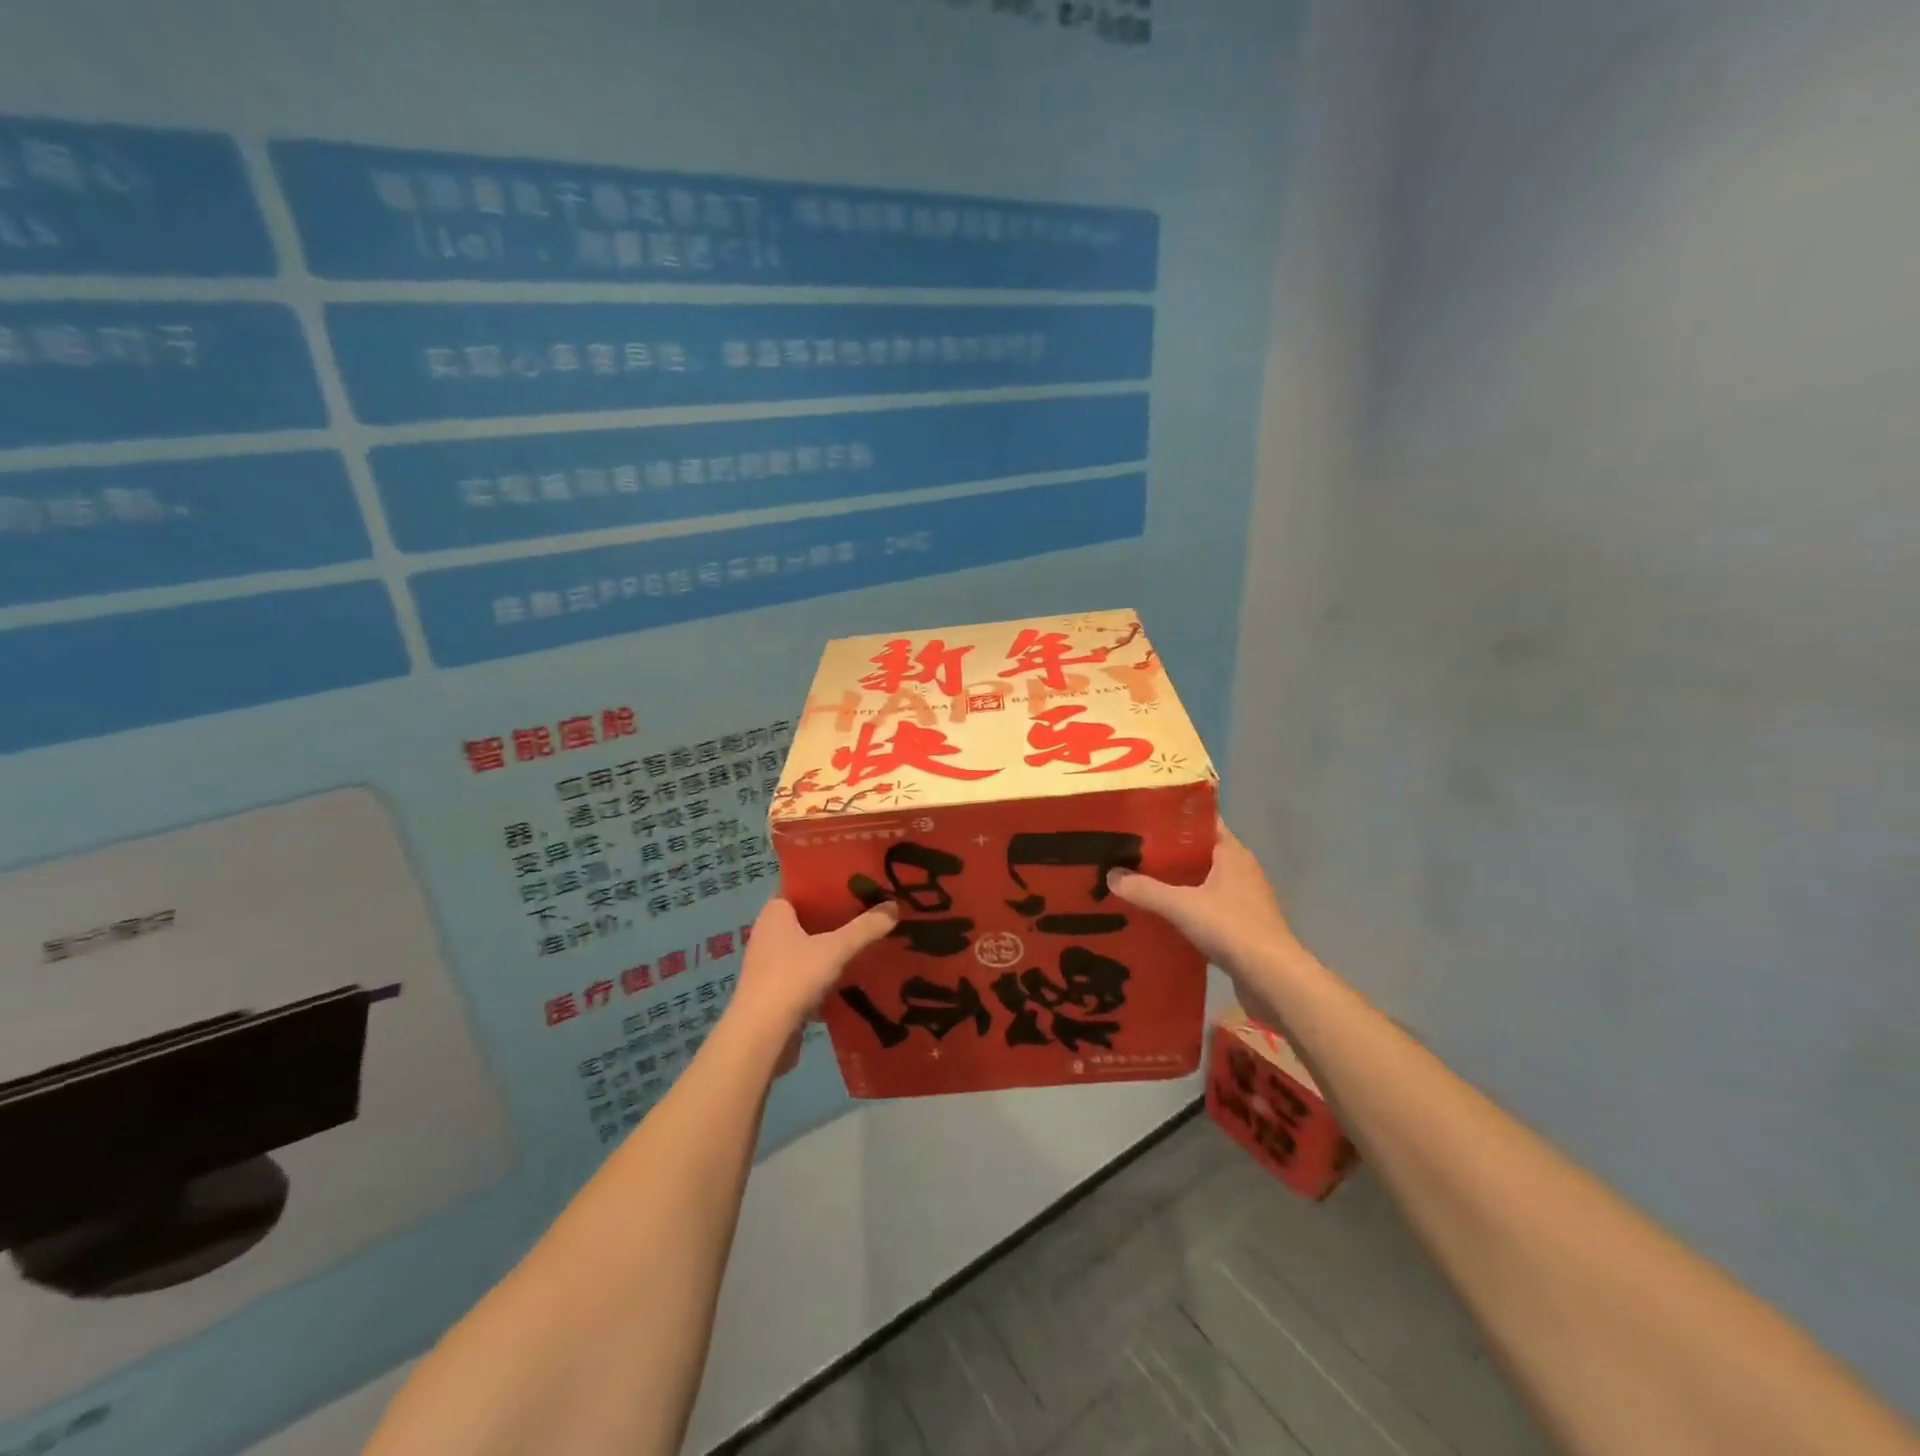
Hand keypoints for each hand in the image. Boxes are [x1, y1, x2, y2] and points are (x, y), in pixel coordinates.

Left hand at [727, 897, 897, 1072]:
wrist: (761, 1036)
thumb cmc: (792, 978)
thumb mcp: (836, 949)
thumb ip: (865, 928)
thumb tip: (895, 906)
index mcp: (775, 912)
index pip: (801, 885)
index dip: (827, 881)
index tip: (856, 880)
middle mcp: (768, 932)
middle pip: (808, 916)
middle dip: (836, 914)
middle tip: (870, 907)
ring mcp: (770, 963)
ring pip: (808, 945)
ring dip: (833, 944)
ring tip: (867, 937)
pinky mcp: (776, 990)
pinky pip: (807, 971)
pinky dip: (827, 970)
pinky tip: (853, 972)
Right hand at [1108, 821, 1298, 1017]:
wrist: (1272, 978)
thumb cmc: (1231, 927)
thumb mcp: (1180, 905)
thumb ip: (1145, 890)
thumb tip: (1110, 875)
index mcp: (1232, 853)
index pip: (1202, 822)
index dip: (1174, 818)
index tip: (1144, 820)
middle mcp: (1241, 870)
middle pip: (1200, 852)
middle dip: (1169, 854)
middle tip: (1132, 853)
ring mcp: (1245, 899)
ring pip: (1204, 882)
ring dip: (1178, 883)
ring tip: (1141, 884)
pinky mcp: (1244, 926)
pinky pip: (1209, 908)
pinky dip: (1188, 908)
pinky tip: (1163, 917)